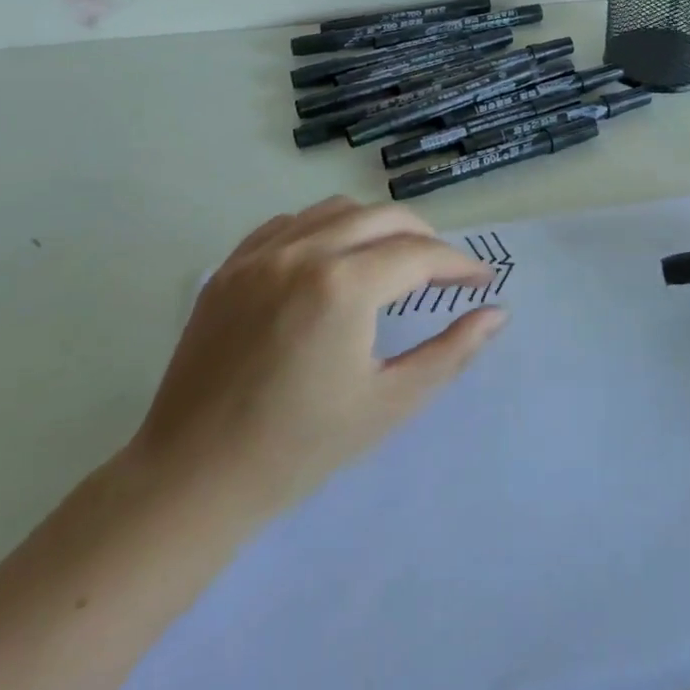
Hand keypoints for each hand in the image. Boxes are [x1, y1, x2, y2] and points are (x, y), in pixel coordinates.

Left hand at [128, 197, 501, 522]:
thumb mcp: (389, 403)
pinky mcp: (229, 267)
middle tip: (444, 271)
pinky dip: (324, 229)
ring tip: (392, 260)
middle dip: (425, 237)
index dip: (459, 265)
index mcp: (343, 286)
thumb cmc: (300, 448)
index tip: (482, 282)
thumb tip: (497, 313)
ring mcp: (259, 255)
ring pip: (337, 210)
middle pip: (384, 216)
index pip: (420, 254)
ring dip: (376, 226)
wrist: (192, 478)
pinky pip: (289, 224)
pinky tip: (331, 261)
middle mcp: (302, 252)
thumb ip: (451, 352)